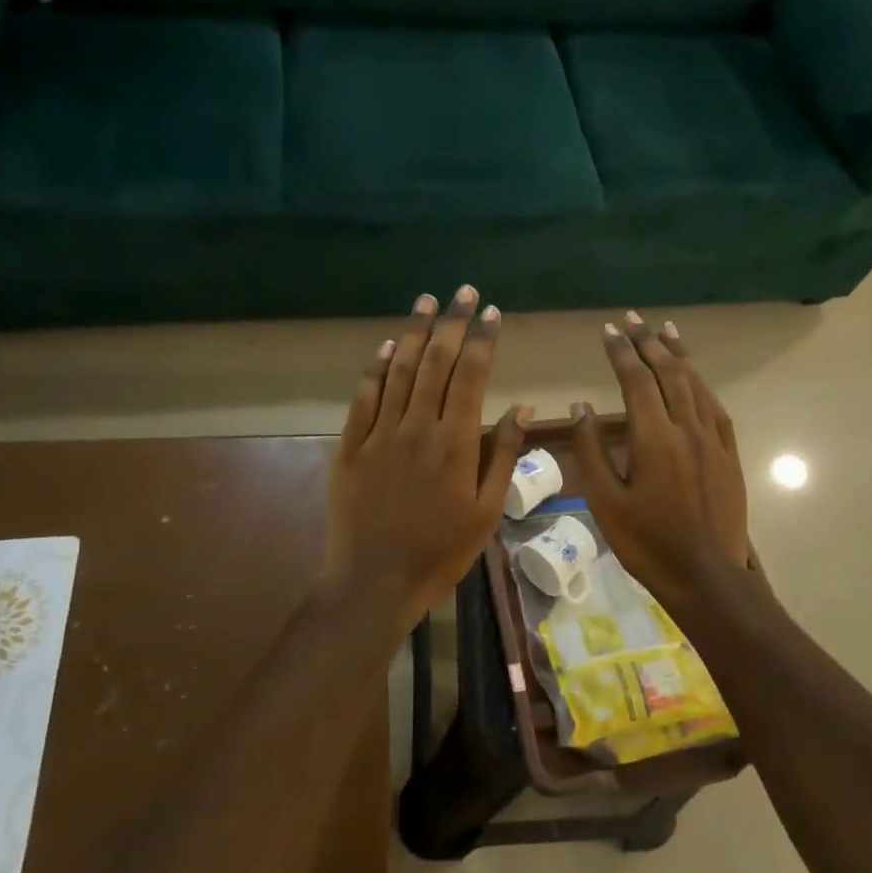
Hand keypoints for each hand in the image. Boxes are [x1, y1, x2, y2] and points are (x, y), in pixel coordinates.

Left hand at [322, 286, 530, 626]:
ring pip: (397, 371)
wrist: (374, 581)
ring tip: (426, 302)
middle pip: (435, 362)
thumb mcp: (486, 511)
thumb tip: (522, 408)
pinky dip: (375, 368)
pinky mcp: (349, 447)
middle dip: (452, 323)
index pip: (471, 376)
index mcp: (454, 442)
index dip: (482, 339)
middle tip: (463, 291)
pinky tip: (385, 346)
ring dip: (414, 333)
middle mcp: (416, 427)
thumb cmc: (440, 551)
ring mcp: (378, 434)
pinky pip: (363, 398)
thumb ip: (503, 455)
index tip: (492, 312)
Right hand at [569, 313, 750, 607]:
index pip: (636, 380)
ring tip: (665, 330)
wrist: (706, 575)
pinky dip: (702, 384)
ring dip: (678, 355)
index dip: (621, 351)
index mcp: (653, 437)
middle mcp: (686, 428)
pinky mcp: (729, 454)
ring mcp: (712, 440)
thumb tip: (581, 407)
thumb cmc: (647, 542)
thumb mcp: (605, 501)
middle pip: (668, 373)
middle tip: (633, 319)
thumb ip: (590, 450)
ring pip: (695, 384)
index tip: (608, 330)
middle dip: (649, 342)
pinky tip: (695, 377)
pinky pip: (715, 407)